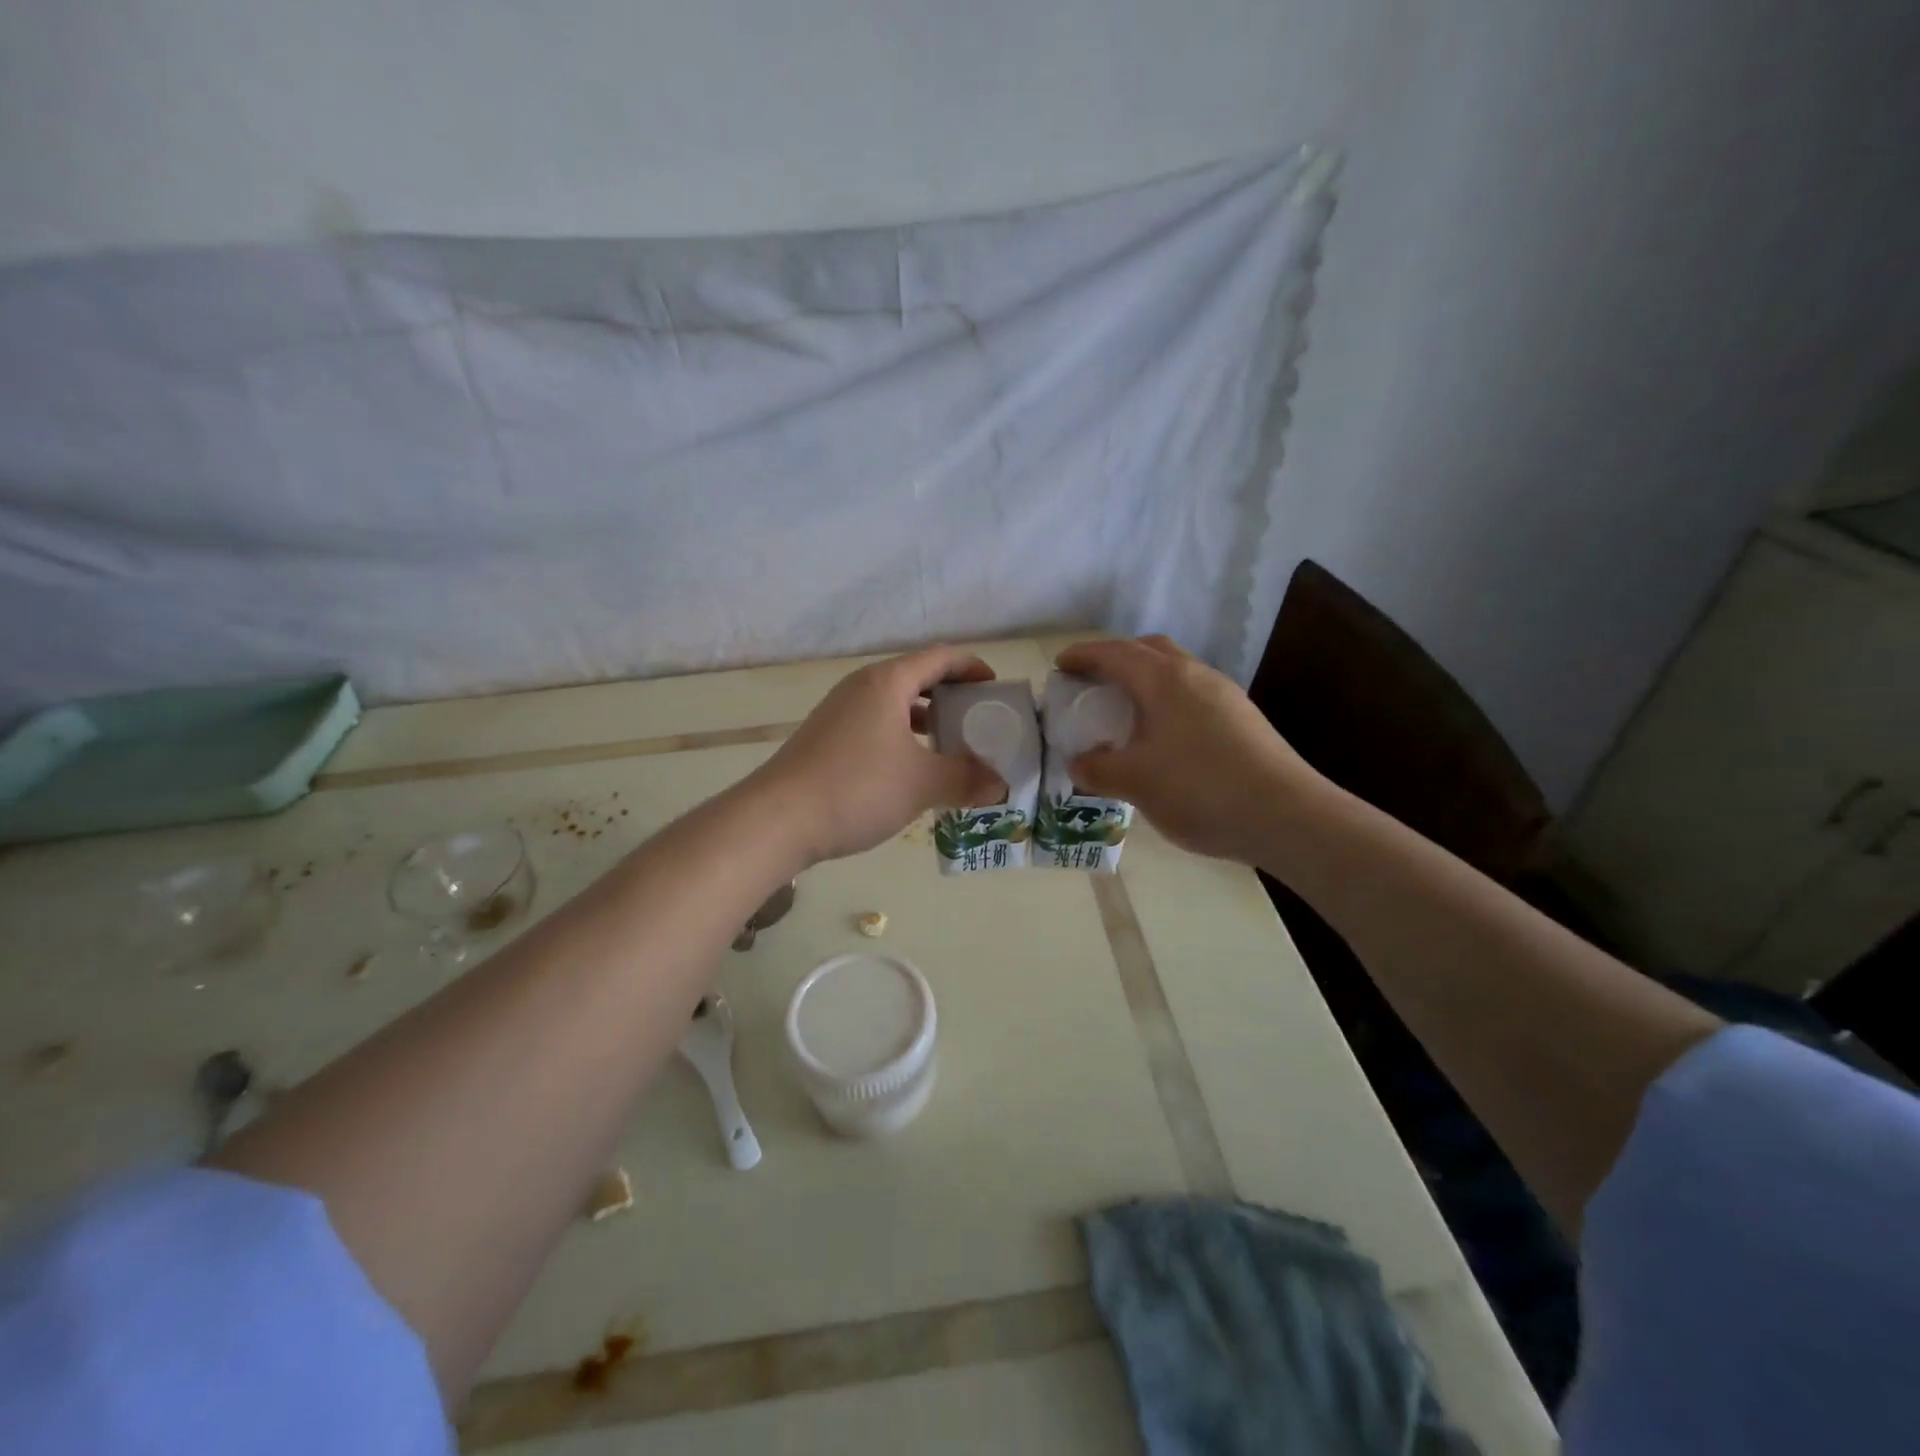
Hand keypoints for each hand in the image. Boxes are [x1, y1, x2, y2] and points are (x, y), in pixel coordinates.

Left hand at [750, 646, 1006, 865]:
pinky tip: (910, 770)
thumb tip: (1000, 786)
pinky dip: (901, 737)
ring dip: (925, 719)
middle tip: (979, 719)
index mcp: (887, 682)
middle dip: (951, 695)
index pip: (940, 658)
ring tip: (951, 745)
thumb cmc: (857, 788)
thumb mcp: (921, 784)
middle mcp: (861, 688)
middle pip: (916, 678)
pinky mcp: (825, 738)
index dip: (972, 667)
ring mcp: (838, 712)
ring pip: (893, 704)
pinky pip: (875, 725)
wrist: (777, 820)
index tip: (996, 688)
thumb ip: (966, 780)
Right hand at [1056, 636, 1325, 865]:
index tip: (1060, 665)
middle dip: (1117, 658)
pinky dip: (1167, 702)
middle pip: (1150, 650)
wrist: (1287, 816)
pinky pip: (1193, 695)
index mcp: (1165, 680)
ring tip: (1125, 712)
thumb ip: (1098, 769)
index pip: (1115, 653)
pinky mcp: (1243, 719)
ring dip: (1145, 681)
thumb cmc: (1201, 789)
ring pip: (1176, 672)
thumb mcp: (1136, 782)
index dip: (1084, 655)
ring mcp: (1225, 696)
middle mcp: (1196, 676)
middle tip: (1093, 683)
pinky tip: (1162, 738)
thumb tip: (1079, 763)